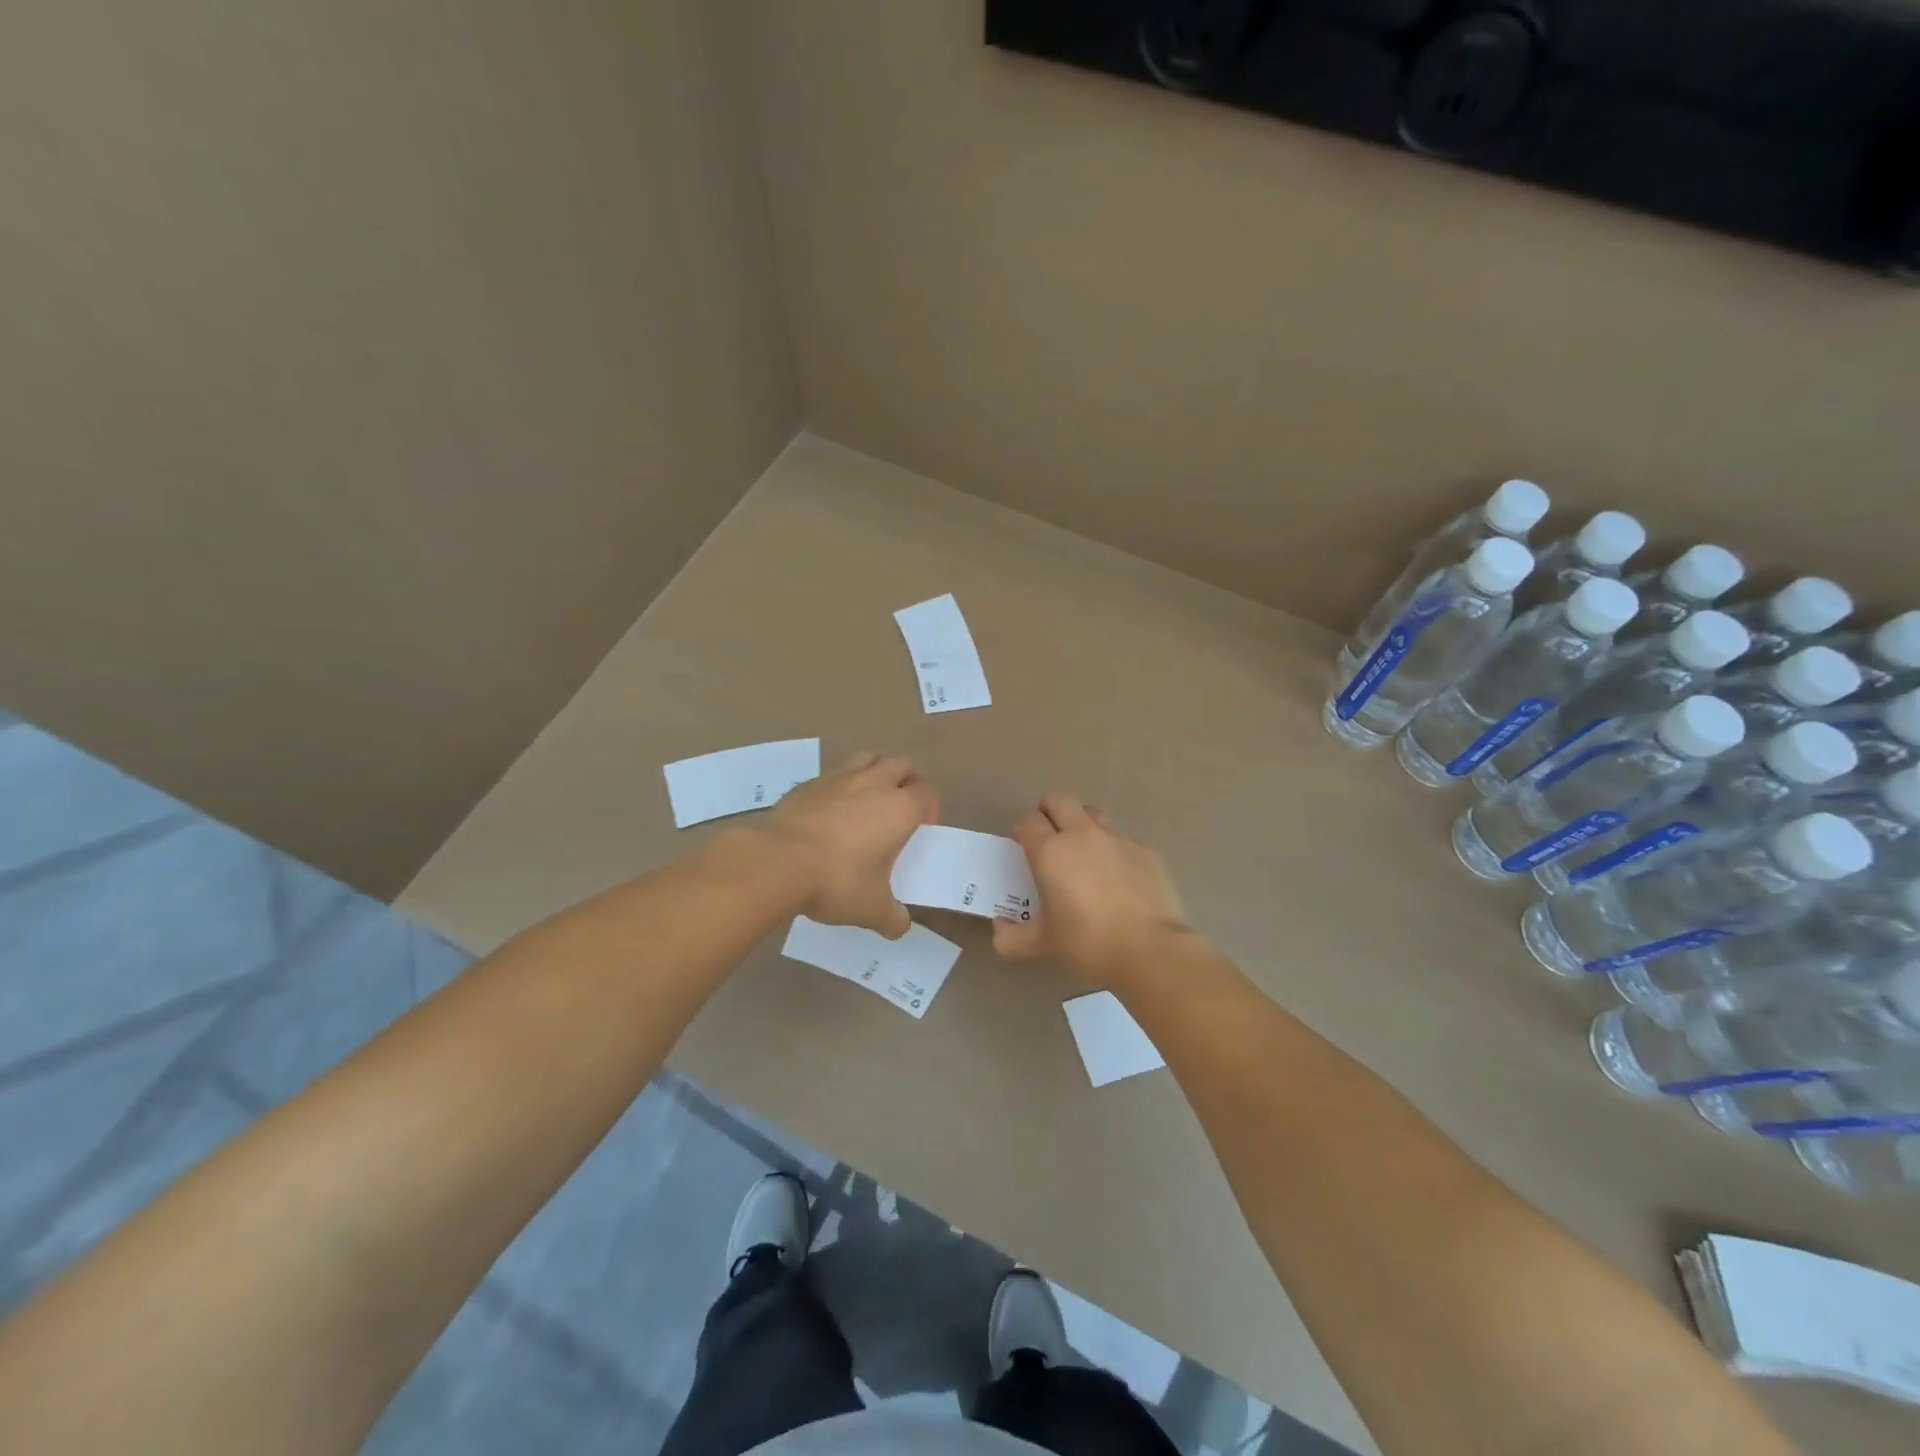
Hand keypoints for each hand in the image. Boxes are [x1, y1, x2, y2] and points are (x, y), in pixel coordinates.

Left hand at [763, 751, 937, 937]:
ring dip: (874, 773)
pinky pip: (833, 774)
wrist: (777, 861)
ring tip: (866, 801)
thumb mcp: (872, 909)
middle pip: (901, 765)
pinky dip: (838, 786)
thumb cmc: (837, 880)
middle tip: (898, 810)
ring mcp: (838, 778)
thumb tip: (900, 927)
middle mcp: (874, 783)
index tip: (921, 828)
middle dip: (905, 781)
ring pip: (867, 758)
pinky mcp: (807, 783)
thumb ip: (892, 918)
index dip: (928, 807)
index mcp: (900, 808)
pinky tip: (828, 813)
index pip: (926, 792)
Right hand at [992, 793, 1189, 985]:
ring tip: (1083, 854)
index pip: (1028, 820)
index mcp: (1051, 851)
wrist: (1150, 951)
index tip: (1022, 849)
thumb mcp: (1041, 945)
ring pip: (1092, 813)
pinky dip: (1112, 850)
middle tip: (1048, 841)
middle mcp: (1082, 835)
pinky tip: (1117, 879)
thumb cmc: (1087, 944)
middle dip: (1047, 813)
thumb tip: (999, 929)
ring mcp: (1117, 839)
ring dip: (1080, 824)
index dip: (1022, 831)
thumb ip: (1010, 937)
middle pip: (1058, 800)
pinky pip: (1121, 839)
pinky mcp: (1145, 850)